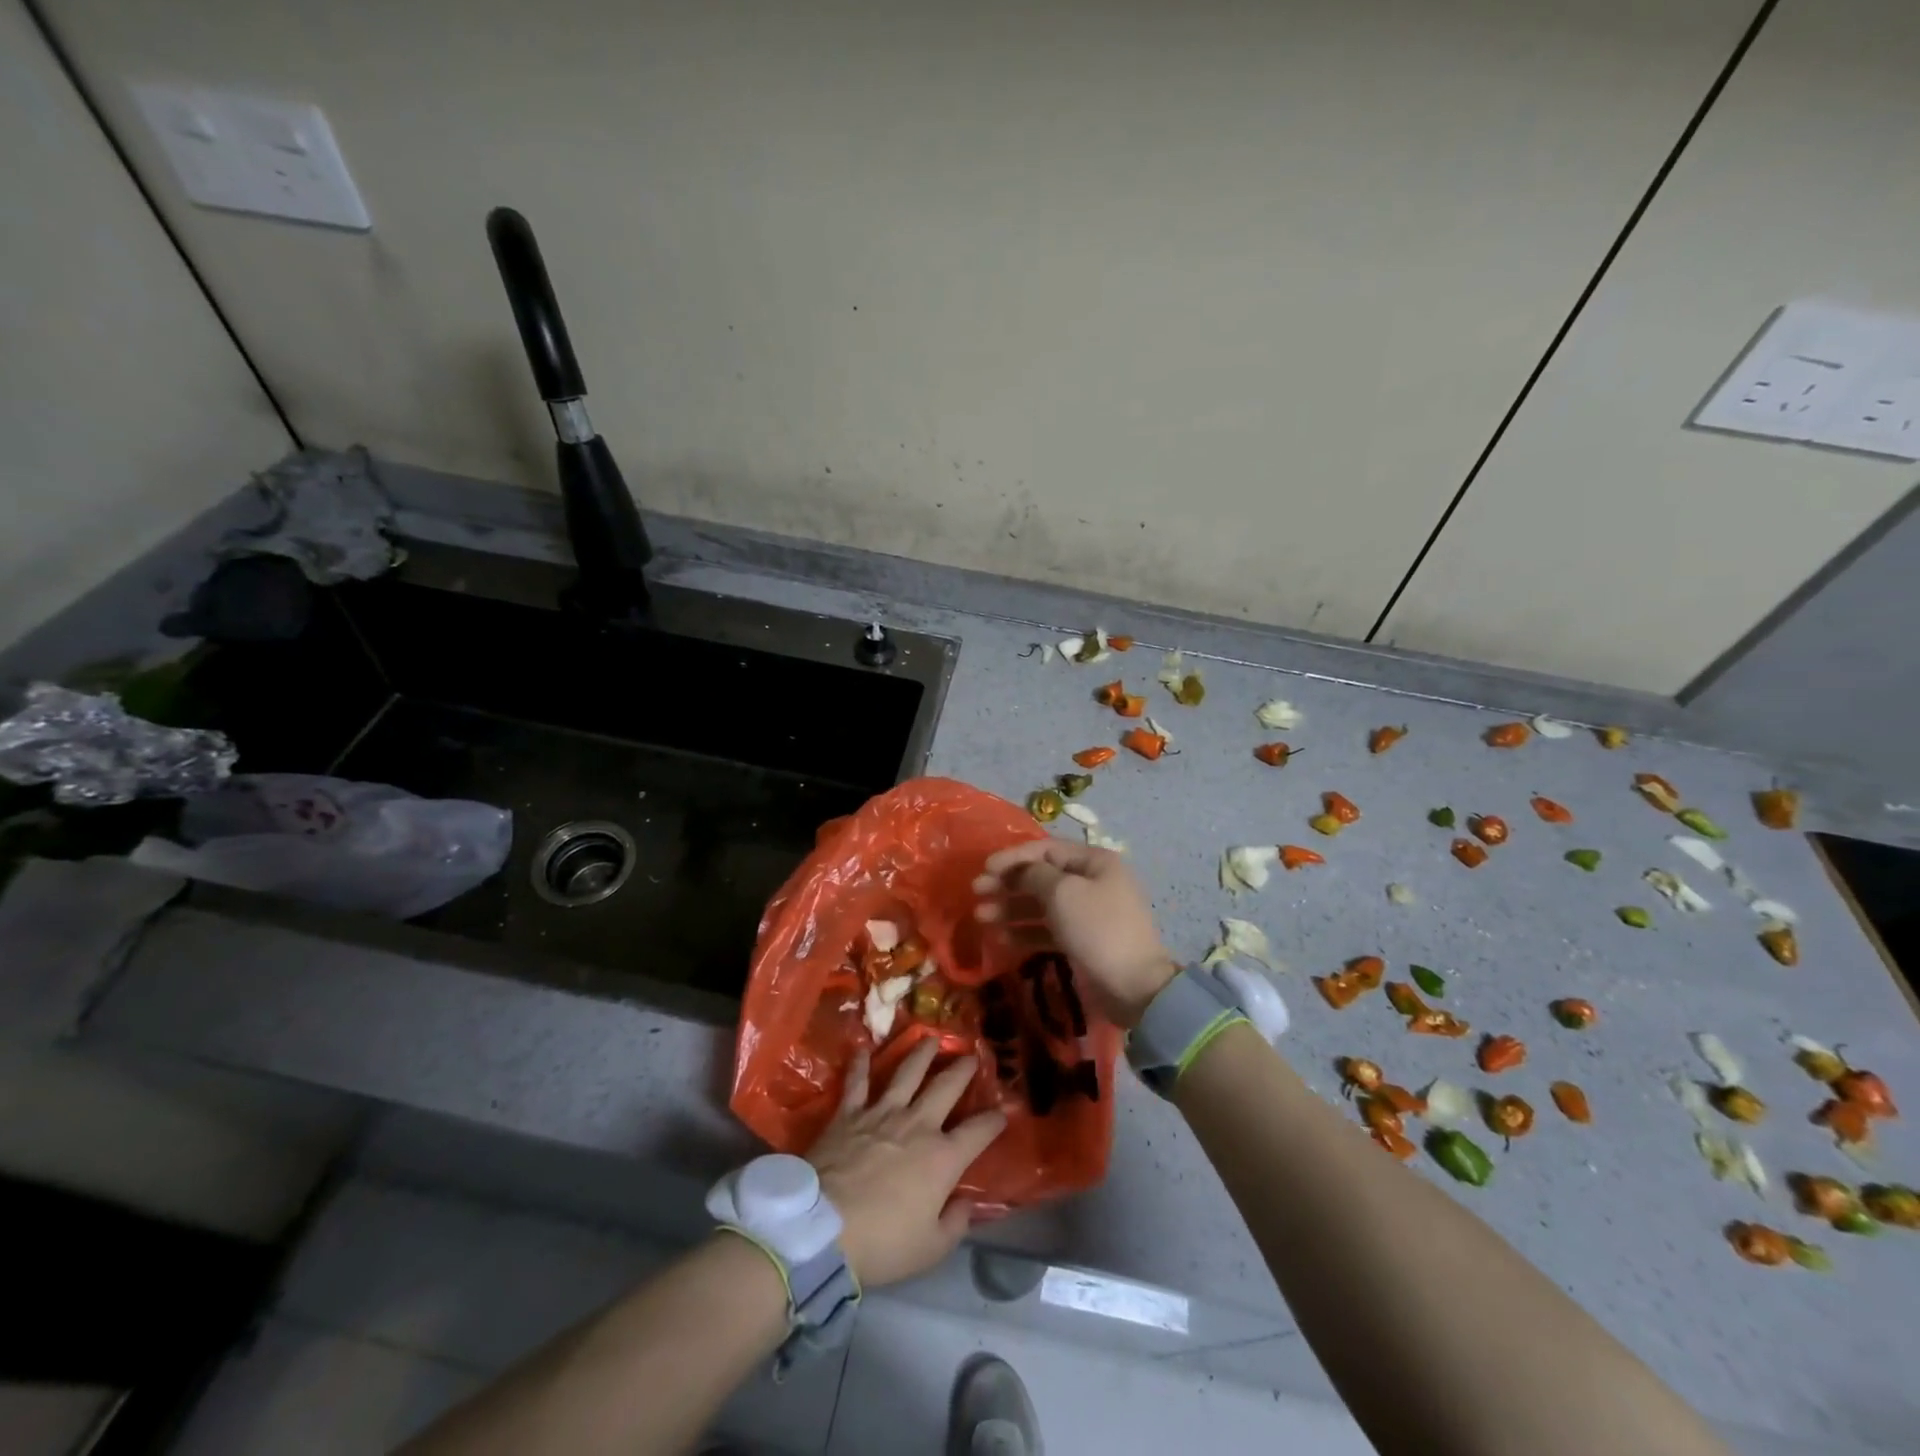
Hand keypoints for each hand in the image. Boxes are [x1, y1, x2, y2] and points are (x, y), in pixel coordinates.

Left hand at [806, 1039, 1006, 1287]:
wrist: (823, 1227)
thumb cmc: (881, 1242)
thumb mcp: (930, 1249)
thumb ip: (954, 1224)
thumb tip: (966, 1204)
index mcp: (942, 1158)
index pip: (978, 1132)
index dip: (994, 1121)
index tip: (1002, 1113)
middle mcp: (917, 1124)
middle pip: (945, 1087)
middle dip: (962, 1070)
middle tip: (970, 1055)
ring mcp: (882, 1113)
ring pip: (907, 1073)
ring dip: (921, 1054)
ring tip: (930, 1040)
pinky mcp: (849, 1113)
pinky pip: (857, 1082)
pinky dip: (860, 1064)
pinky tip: (863, 1049)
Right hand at [972, 840, 1176, 1027]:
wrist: (1134, 986)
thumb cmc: (1097, 929)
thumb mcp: (1063, 893)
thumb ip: (1034, 875)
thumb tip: (1021, 871)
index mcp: (1094, 862)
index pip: (1046, 849)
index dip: (1013, 857)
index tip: (985, 868)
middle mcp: (1091, 882)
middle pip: (1041, 876)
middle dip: (1008, 883)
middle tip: (977, 892)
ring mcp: (1087, 913)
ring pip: (1041, 904)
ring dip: (1011, 908)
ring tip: (981, 917)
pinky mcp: (1081, 941)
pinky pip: (1048, 929)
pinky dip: (1025, 932)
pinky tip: (1000, 940)